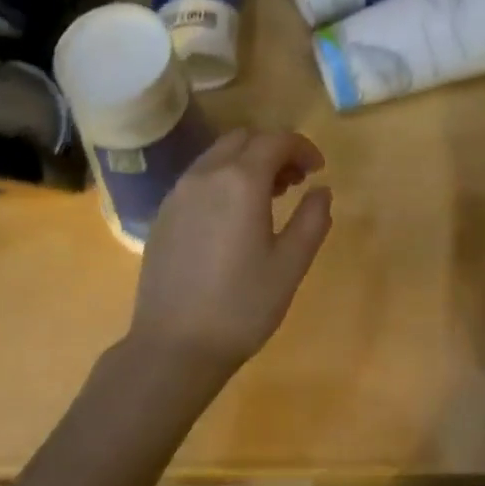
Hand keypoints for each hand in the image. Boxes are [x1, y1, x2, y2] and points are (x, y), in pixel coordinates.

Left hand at [129, 129, 333, 383]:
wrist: (173, 346)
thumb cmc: (241, 306)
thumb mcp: (290, 265)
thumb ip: (312, 220)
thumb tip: (321, 190)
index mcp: (241, 181)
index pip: (276, 140)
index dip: (302, 147)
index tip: (318, 170)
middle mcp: (205, 175)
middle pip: (243, 139)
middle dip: (273, 150)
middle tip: (294, 182)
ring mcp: (179, 193)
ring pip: (217, 155)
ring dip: (246, 162)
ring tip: (267, 198)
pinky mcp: (163, 213)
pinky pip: (198, 177)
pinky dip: (222, 178)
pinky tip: (231, 217)